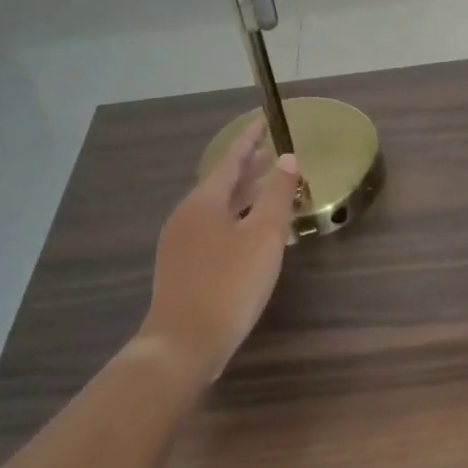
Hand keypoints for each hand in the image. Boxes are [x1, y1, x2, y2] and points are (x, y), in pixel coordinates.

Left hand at [141, 121, 299, 372]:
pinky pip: (212, 228)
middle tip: (270, 153)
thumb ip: (277, 194)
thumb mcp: (263, 236)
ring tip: (265, 187)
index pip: (230, 161)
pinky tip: (249, 230)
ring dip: (242, 195)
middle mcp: (186, 216)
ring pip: (217, 207)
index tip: (264, 123)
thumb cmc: (230, 283)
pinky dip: (234, 217)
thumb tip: (288, 159)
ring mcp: (180, 243)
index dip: (249, 141)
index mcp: (204, 202)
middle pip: (221, 183)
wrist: (184, 343)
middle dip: (247, 168)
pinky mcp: (182, 267)